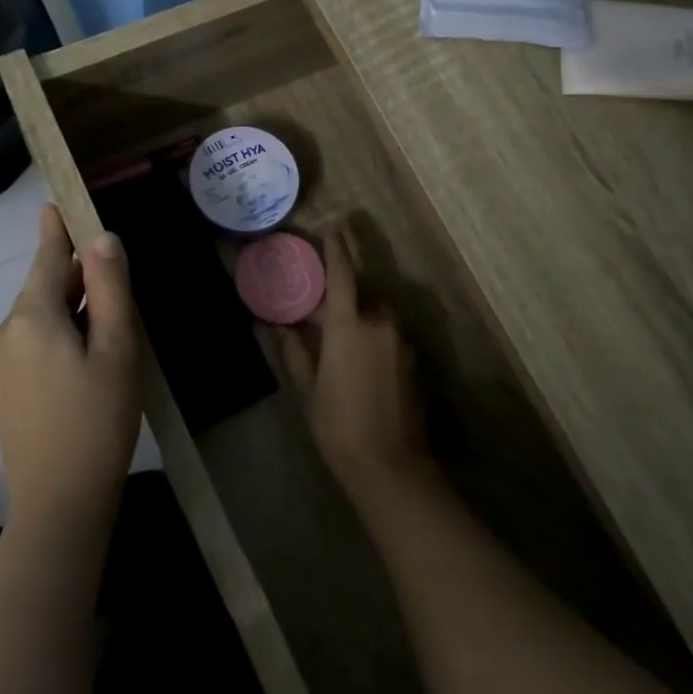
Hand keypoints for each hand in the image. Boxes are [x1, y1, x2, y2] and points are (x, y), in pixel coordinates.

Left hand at [0, 205, 142, 528]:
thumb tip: (102, 239)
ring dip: (70, 310)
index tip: (56, 203)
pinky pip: (32, 343)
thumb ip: (108, 289)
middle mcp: (4, 333)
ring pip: (39, 318)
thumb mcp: (117, 349)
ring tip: (108, 322)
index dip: (57, 231)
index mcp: (30, 318)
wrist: (59, 503)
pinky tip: (86, 355)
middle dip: (74, 277)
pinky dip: (58, 334)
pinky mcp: (2, 390)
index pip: (46, 260)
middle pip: (42, 289)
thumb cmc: (97, 420)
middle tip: (112, 272)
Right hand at [281, 227, 430, 498]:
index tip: (335, 225)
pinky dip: (377, 340)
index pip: (343, 275)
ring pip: (380, 318)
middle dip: (346, 301)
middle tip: (325, 318)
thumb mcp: (308, 390)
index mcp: (349, 327)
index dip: (337, 249)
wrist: (390, 468)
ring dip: (364, 321)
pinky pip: (392, 338)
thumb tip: (277, 326)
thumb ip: (295, 352)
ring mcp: (402, 344)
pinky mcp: (415, 363)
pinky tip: (365, 368)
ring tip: (345, 347)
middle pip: (363, 298)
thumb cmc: (338, 427)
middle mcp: (381, 325)